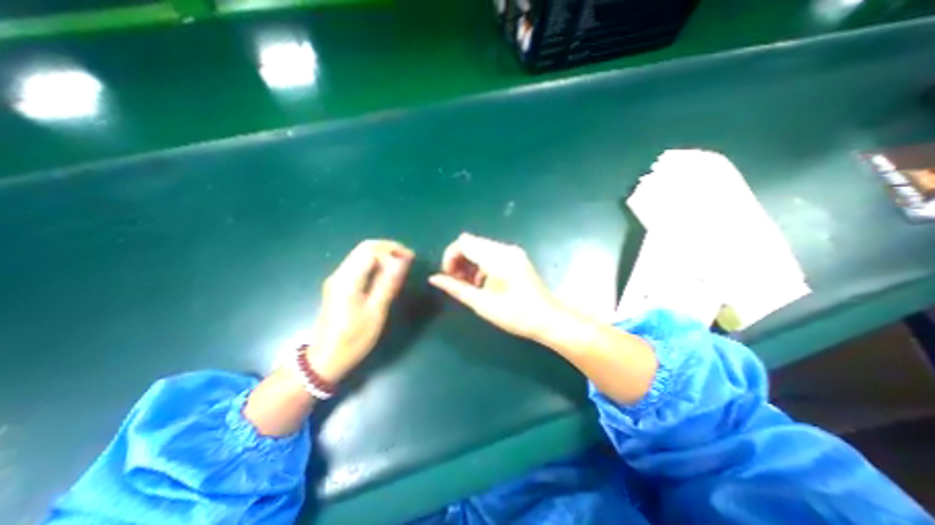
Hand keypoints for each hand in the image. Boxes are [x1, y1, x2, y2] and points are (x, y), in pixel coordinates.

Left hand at [308, 239, 411, 380]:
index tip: (410, 259)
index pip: (371, 250)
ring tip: (401, 265)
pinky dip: (375, 264)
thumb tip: (403, 261)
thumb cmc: (353, 339)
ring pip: (361, 255)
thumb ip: (388, 283)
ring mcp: (337, 279)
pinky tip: (386, 274)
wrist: (324, 358)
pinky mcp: (338, 286)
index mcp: (348, 280)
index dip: (392, 249)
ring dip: (382, 255)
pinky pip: (358, 265)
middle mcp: (340, 274)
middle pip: (364, 248)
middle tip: (408, 257)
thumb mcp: (376, 312)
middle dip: (388, 248)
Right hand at [429, 232, 561, 339]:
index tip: (448, 276)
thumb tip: (434, 279)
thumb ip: (456, 288)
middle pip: (471, 242)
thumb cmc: (515, 315)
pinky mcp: (516, 256)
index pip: (464, 243)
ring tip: (469, 283)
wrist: (548, 319)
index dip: (450, 256)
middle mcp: (505, 249)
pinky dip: (481, 263)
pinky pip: (491, 252)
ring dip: (469, 261)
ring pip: (480, 246)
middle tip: (456, 280)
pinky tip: (482, 281)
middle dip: (458, 258)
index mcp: (497, 258)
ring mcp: (512, 251)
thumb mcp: (481, 304)